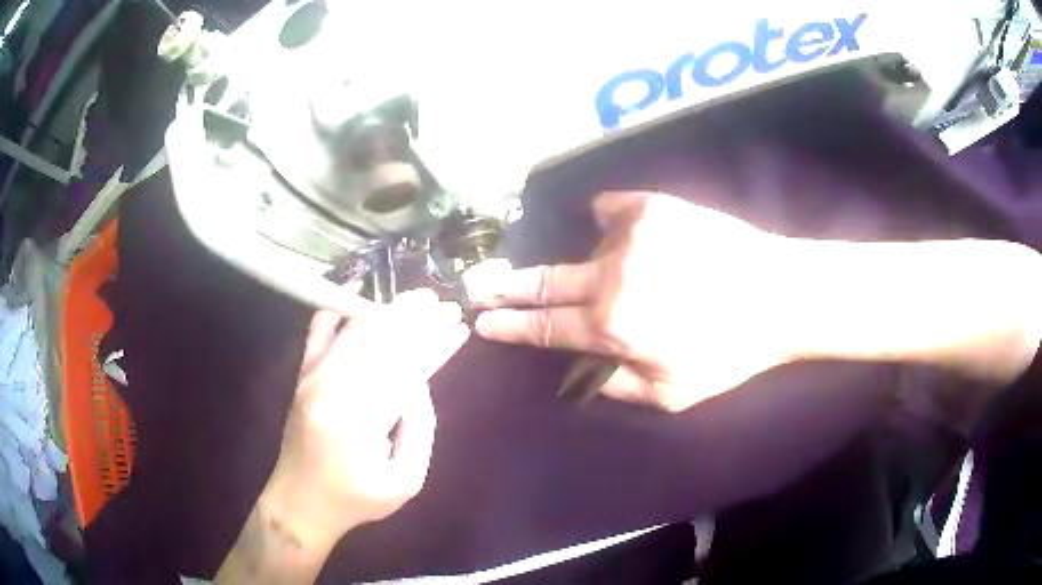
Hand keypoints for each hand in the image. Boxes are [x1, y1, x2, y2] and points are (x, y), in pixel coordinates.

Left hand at [267, 289, 469, 539]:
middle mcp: (332, 388)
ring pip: (357, 330)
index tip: (461, 329)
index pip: (407, 369)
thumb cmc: (356, 499)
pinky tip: (358, 286)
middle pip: (384, 341)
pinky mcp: (303, 375)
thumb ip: (420, 430)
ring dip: (391, 310)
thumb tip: (419, 382)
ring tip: (421, 298)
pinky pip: (319, 329)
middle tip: (449, 305)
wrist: (300, 501)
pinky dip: (339, 305)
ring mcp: (313, 377)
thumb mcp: (405, 481)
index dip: (437, 346)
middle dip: (420, 320)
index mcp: (359, 420)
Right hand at [470, 192, 799, 411]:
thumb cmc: (729, 352)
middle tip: (479, 284)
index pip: (544, 327)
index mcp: (612, 326)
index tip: (483, 321)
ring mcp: (629, 234)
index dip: (509, 326)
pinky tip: (620, 231)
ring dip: (595, 266)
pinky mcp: (652, 206)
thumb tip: (580, 368)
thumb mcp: (670, 394)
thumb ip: (615, 384)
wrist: (779, 294)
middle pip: (544, 281)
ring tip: (635, 277)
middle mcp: (610, 276)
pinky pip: (609, 209)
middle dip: (506, 286)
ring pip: (588, 250)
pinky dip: (609, 222)